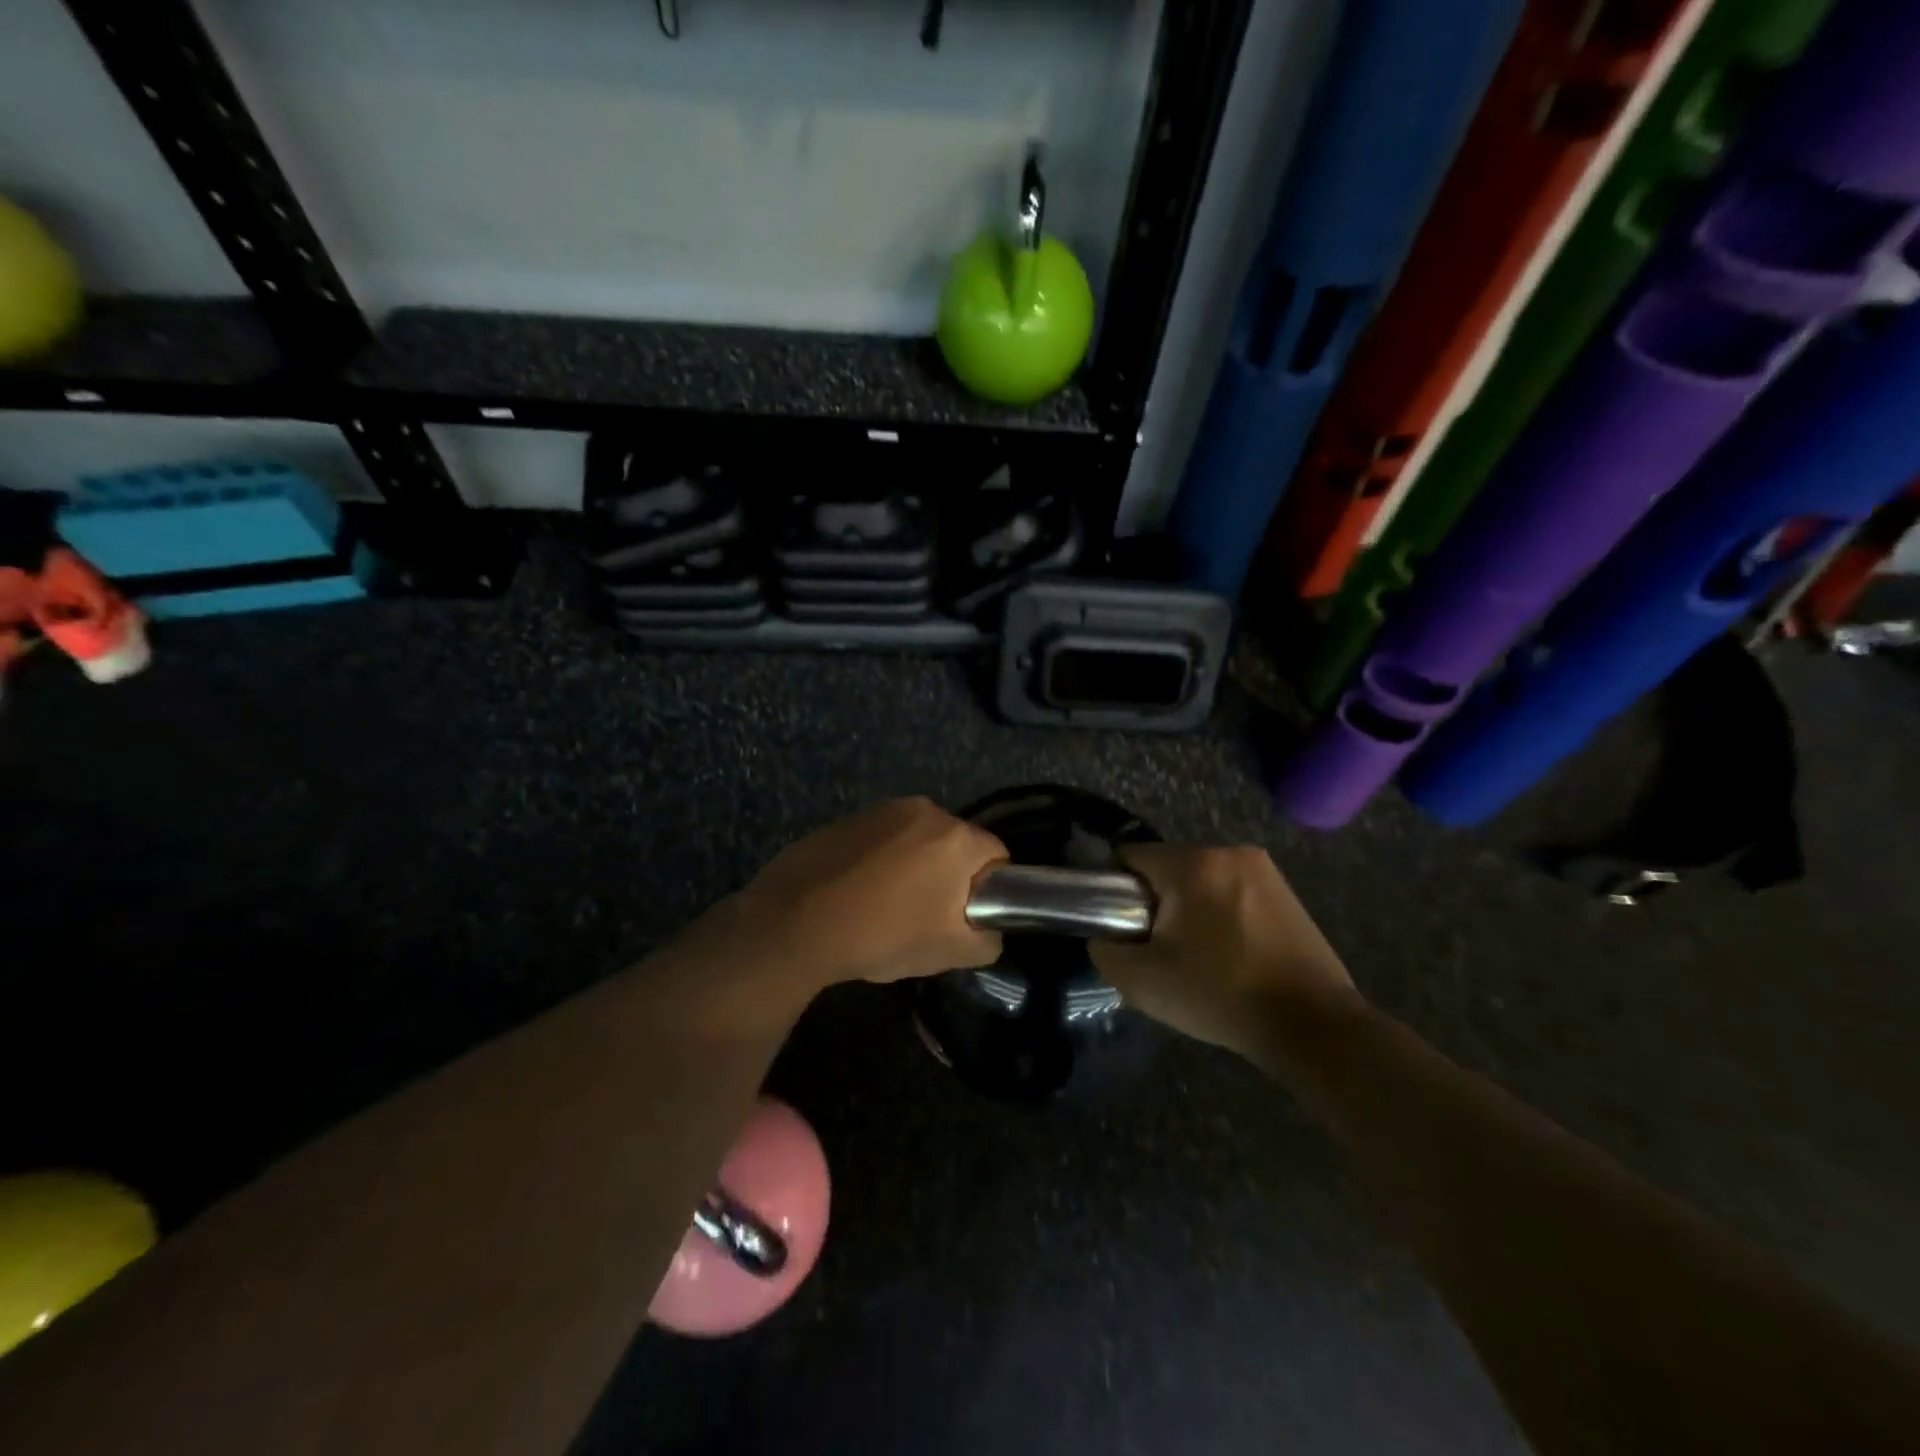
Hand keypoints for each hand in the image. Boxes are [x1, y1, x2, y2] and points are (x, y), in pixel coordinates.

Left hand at [729, 798, 1006, 987]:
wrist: (796, 923)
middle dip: (949, 876)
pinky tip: (858, 893)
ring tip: (887, 907)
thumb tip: (986, 928)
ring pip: (917, 840)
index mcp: (956, 836)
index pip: (997, 856)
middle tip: (927, 917)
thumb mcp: (952, 953)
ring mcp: (882, 810)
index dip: (988, 890)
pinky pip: (882, 839)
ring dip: (914, 866)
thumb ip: (988, 939)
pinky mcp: (848, 818)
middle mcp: (924, 809)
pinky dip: (880, 861)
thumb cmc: (884, 934)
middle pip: (956, 844)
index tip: (964, 918)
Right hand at [1091, 844, 1360, 1058]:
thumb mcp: (1143, 981)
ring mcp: (1264, 870)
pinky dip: (1222, 914)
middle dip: (1156, 902)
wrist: (1312, 1025)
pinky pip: (1233, 892)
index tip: (1124, 927)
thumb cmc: (1221, 995)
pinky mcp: (1287, 892)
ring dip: (1191, 908)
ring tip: (1199, 956)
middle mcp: (1230, 852)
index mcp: (1193, 864)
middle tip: (1161, 949)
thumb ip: (1106, 950)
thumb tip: (1104, 937)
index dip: (1116, 890)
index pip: (1131, 856)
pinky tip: (1231, 954)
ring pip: (1201, 880)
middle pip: (1168, 867)